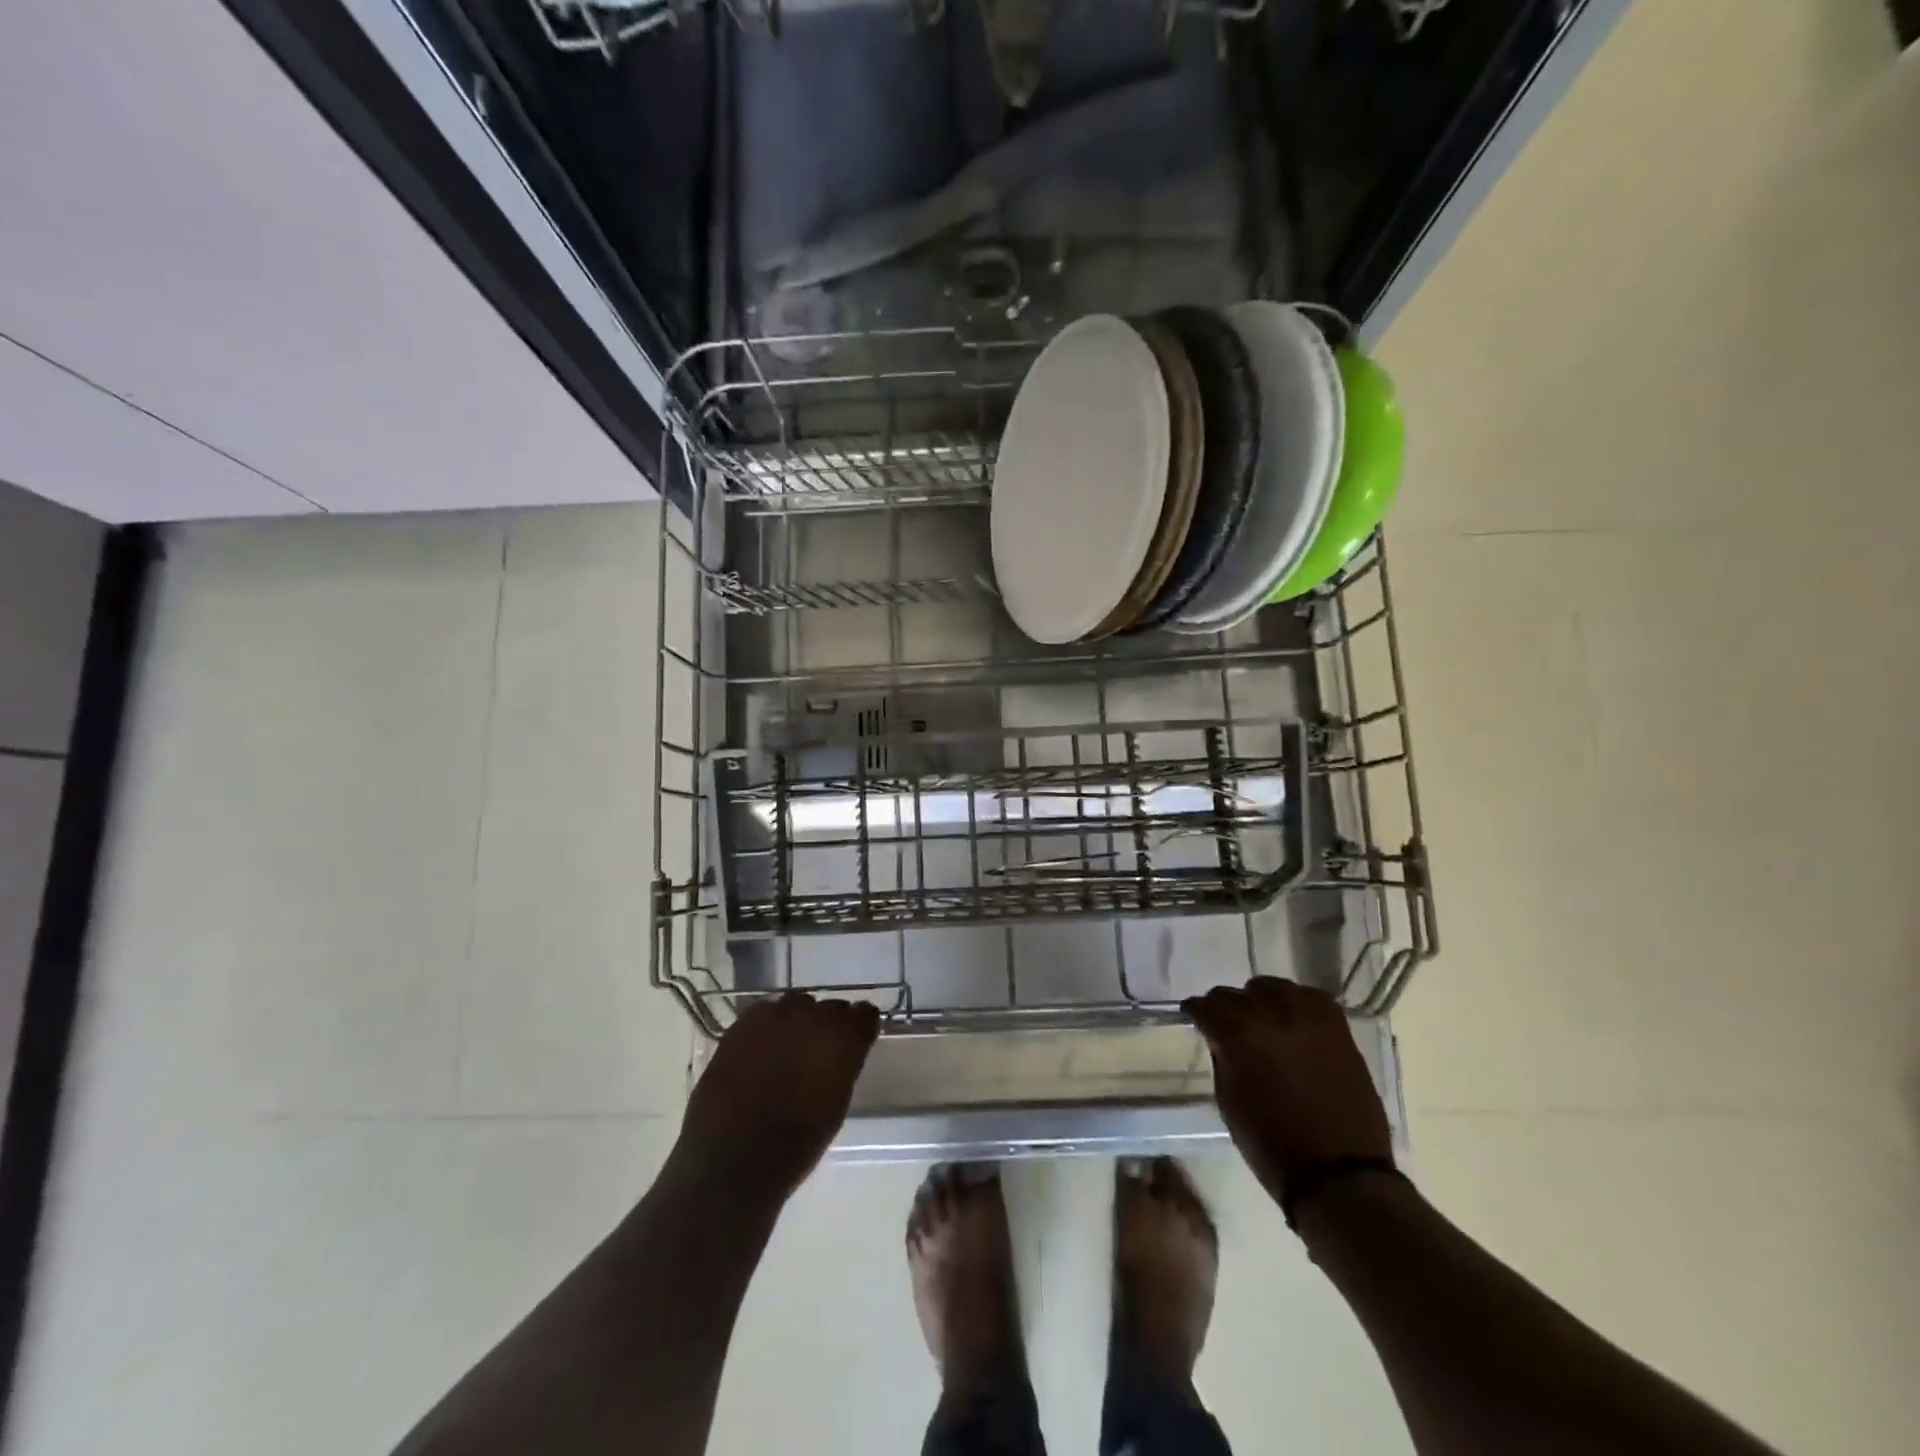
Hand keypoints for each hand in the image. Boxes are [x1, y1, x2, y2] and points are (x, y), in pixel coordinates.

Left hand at [677, 991, 880, 1198]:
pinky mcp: (742, 1024)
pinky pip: (764, 1014)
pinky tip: (761, 1051)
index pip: (864, 1014)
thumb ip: (843, 1065)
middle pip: (830, 1007)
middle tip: (818, 1051)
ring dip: (797, 1022)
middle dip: (827, 1025)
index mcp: (843, 1038)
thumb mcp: (836, 1104)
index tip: (854, 1041)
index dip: (859, 1027)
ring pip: (796, 1005)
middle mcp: (812, 1016)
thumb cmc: (796, 1144)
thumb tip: (841, 1051)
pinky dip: (767, 1028)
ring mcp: (774, 1016)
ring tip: (787, 1049)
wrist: (733, 1161)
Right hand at [1182, 977, 1391, 1207]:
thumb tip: (1221, 1038)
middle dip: (1226, 1007)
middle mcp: (1269, 1015)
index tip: (1195, 1018)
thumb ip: (1222, 1058)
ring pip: (1272, 987)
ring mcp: (1307, 1017)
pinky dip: (1297, 1003)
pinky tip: (1294, 1019)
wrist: (1338, 1174)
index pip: (1205, 1006)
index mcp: (1236, 1035)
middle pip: (1236, 993)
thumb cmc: (1271, 1145)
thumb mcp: (1228, 1101)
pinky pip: (1310, 997)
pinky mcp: (1337, 1027)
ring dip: (1261, 1000)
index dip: (1196, 1012)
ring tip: (1263, 1019)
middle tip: (1226, 1024)